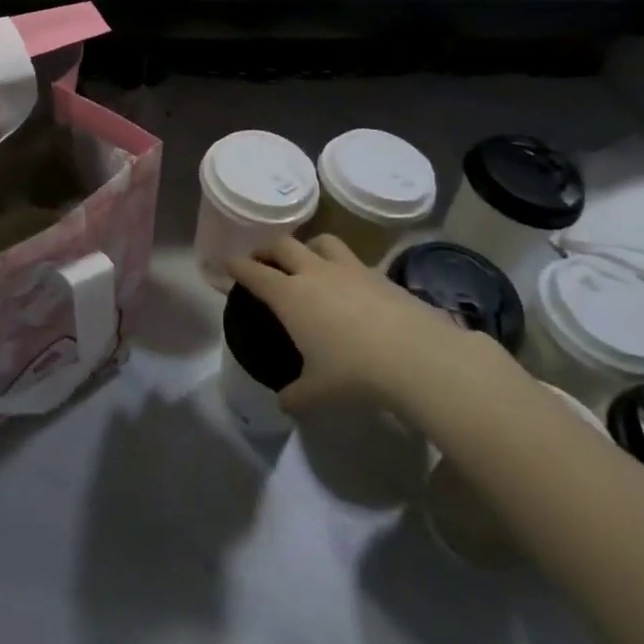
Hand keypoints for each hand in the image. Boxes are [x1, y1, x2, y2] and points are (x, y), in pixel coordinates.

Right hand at [226, 235, 462, 413]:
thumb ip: (295, 394)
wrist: (416, 356)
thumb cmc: (354, 373)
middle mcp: (314, 273)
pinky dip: (342, 266)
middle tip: (263, 260)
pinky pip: (353, 260)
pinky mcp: (379, 274)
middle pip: (283, 245)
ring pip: (321, 241)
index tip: (226, 263)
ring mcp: (349, 269)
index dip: (236, 266)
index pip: (253, 272)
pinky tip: (349, 286)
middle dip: (267, 249)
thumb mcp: (317, 391)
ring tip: (307, 260)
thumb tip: (283, 402)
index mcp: (290, 295)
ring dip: (307, 246)